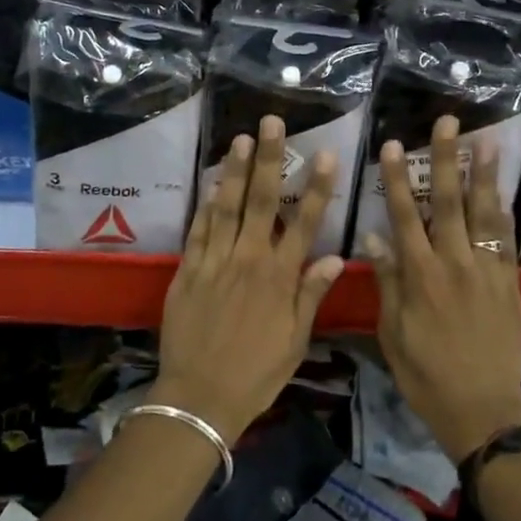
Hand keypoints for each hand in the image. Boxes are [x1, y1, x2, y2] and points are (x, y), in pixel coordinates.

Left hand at [156, 116, 344, 439]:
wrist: (199, 397)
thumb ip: (310, 295)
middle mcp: (248, 260)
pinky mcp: (187, 271)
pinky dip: (205, 205)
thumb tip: (333, 258)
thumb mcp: (295, 341)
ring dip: (234, 171)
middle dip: (267, 159)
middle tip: (270, 122)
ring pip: (226, 207)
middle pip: (261, 202)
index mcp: (279, 278)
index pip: (304, 223)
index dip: (317, 187)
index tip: (325, 154)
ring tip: (239, 138)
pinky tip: (211, 183)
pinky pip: (197, 231)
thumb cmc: (256, 373)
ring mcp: (214, 262)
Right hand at [362, 115, 520, 462]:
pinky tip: (503, 191)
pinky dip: (504, 215)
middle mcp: (454, 264)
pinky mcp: (510, 284)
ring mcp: (487, 272)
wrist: (481, 408)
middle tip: (448, 122)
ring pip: (484, 215)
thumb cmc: (425, 373)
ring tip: (487, 142)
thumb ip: (388, 282)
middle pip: (449, 203)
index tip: (394, 145)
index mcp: (420, 276)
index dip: (399, 179)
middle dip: (446, 159)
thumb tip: (375, 238)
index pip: (405, 216)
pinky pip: (507, 242)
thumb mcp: (392, 332)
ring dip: (484, 176)